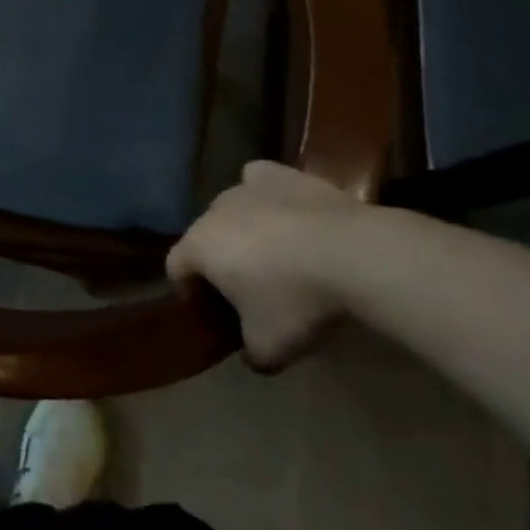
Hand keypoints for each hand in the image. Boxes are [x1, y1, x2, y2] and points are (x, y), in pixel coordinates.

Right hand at [167, 160, 361, 371]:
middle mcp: (212, 210)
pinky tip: (285, 213)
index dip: (188, 292)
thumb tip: (251, 354)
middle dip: (220, 261)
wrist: (353, 255)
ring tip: (277, 257)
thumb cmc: (297, 301)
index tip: (213, 314)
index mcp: (198, 247)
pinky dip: (266, 197)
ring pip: (232, 210)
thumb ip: (250, 353)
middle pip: (205, 237)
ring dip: (244, 231)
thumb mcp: (270, 348)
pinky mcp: (280, 175)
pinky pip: (260, 182)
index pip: (175, 267)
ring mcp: (245, 188)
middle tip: (250, 291)